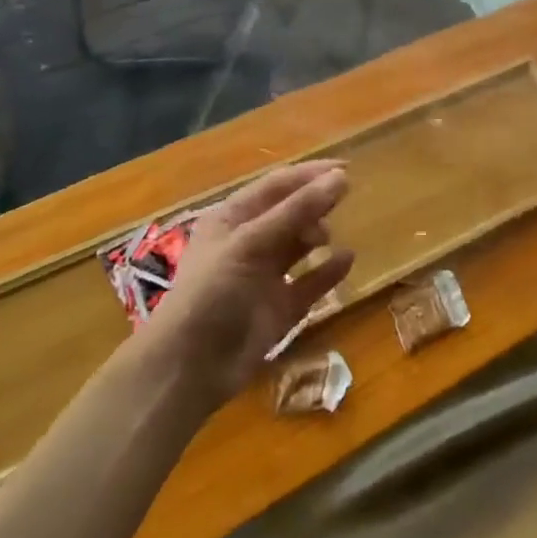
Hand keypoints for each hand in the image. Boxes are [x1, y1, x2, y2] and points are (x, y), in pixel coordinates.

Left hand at [149, 161, 353, 399]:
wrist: (189, 368)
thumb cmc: (212, 292)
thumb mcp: (250, 243)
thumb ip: (297, 211)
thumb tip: (341, 178)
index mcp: (232, 219)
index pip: (277, 185)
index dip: (310, 174)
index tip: (346, 169)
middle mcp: (249, 243)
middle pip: (290, 213)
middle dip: (316, 204)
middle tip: (346, 200)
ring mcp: (265, 276)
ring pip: (299, 246)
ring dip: (319, 235)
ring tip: (333, 235)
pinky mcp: (279, 308)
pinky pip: (310, 283)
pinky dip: (328, 271)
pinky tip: (347, 260)